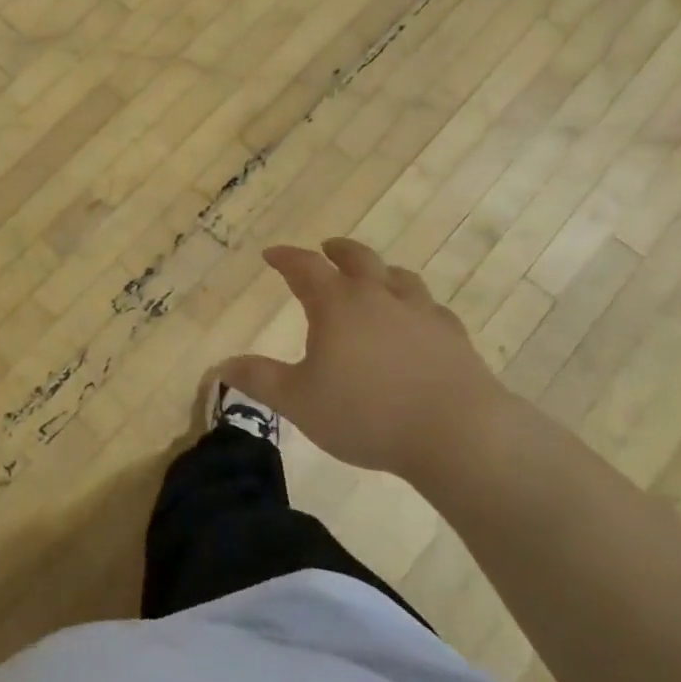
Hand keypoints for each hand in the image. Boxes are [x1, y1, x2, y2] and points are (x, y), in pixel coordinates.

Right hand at [219, 238, 512, 480]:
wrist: (458, 433)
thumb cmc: (366, 413)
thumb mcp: (298, 401)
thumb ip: (259, 380)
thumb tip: (222, 365)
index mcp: (337, 305)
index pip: (305, 267)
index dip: (286, 258)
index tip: (272, 254)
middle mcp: (379, 297)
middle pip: (358, 259)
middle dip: (338, 251)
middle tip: (327, 247)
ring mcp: (422, 314)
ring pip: (400, 278)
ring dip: (381, 272)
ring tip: (375, 278)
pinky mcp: (454, 338)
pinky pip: (432, 310)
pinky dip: (417, 306)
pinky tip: (419, 320)